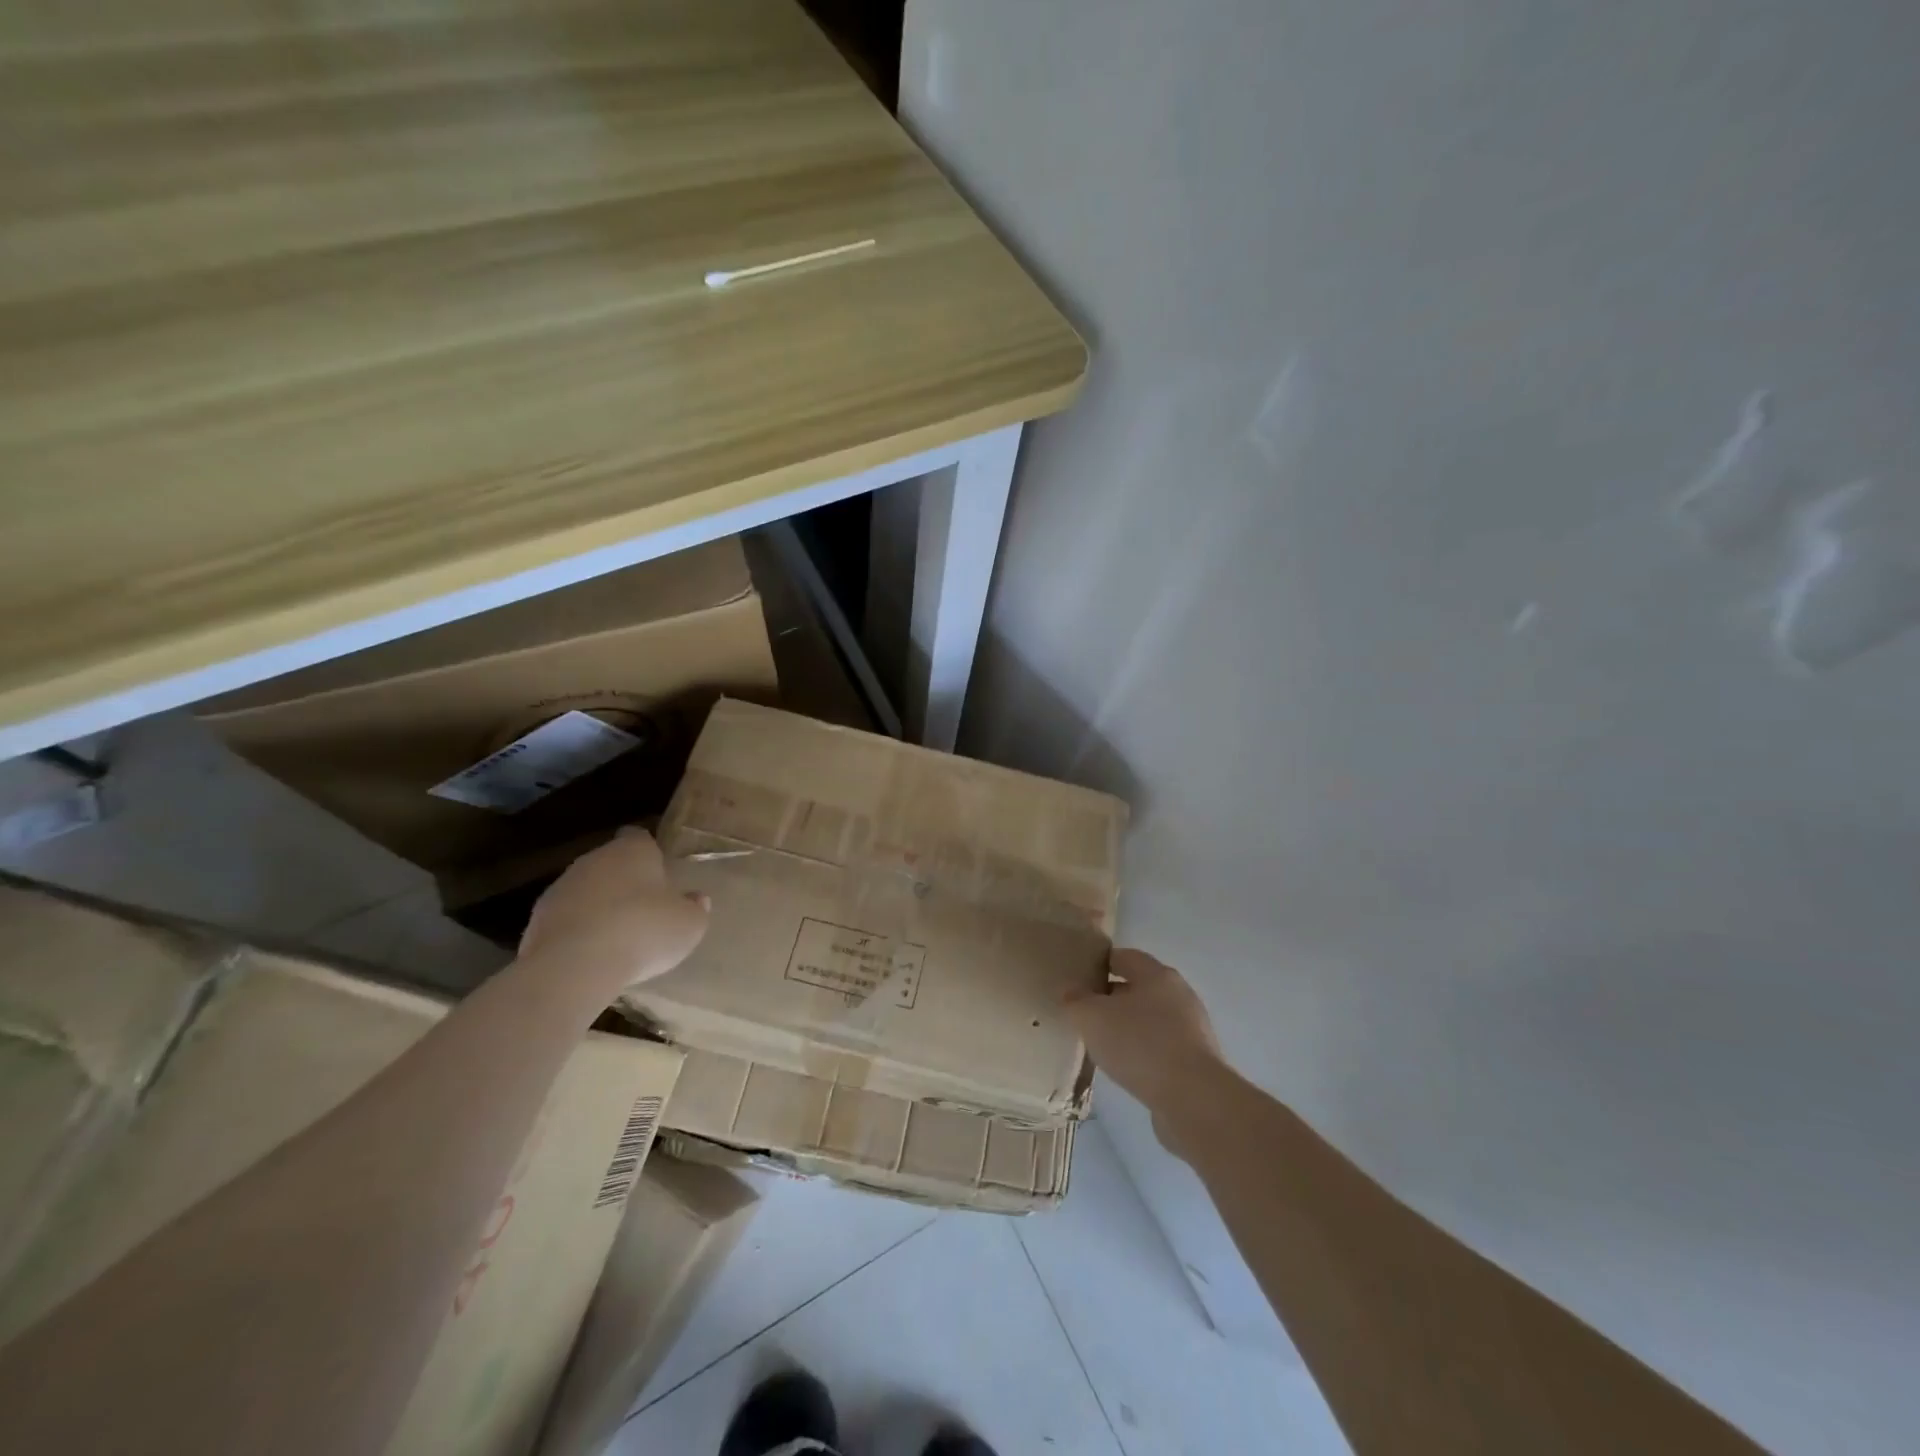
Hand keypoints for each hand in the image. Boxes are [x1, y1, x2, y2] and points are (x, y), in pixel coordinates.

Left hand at [518, 828, 708, 994]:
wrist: (575, 966)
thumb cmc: (644, 932)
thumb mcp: (689, 924)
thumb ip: (695, 908)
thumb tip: (697, 899)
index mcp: (633, 850)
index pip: (639, 837)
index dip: (650, 855)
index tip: (659, 876)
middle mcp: (595, 859)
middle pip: (611, 863)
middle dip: (624, 882)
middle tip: (644, 910)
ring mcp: (561, 887)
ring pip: (586, 890)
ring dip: (598, 906)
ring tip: (617, 938)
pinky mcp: (536, 919)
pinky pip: (566, 918)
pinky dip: (577, 931)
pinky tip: (591, 955)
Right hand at [1065, 948, 1224, 1129]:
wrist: (1193, 1099)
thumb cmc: (1140, 1044)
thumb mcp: (1092, 1017)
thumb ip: (1076, 1000)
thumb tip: (1071, 992)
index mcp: (1157, 975)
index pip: (1124, 956)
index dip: (1100, 963)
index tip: (1079, 977)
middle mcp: (1179, 995)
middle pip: (1139, 987)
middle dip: (1112, 997)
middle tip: (1085, 1013)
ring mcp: (1192, 1029)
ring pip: (1151, 1019)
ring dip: (1128, 1027)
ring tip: (1102, 1044)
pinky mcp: (1197, 1061)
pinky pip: (1161, 1047)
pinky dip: (1143, 1052)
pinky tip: (1126, 1068)